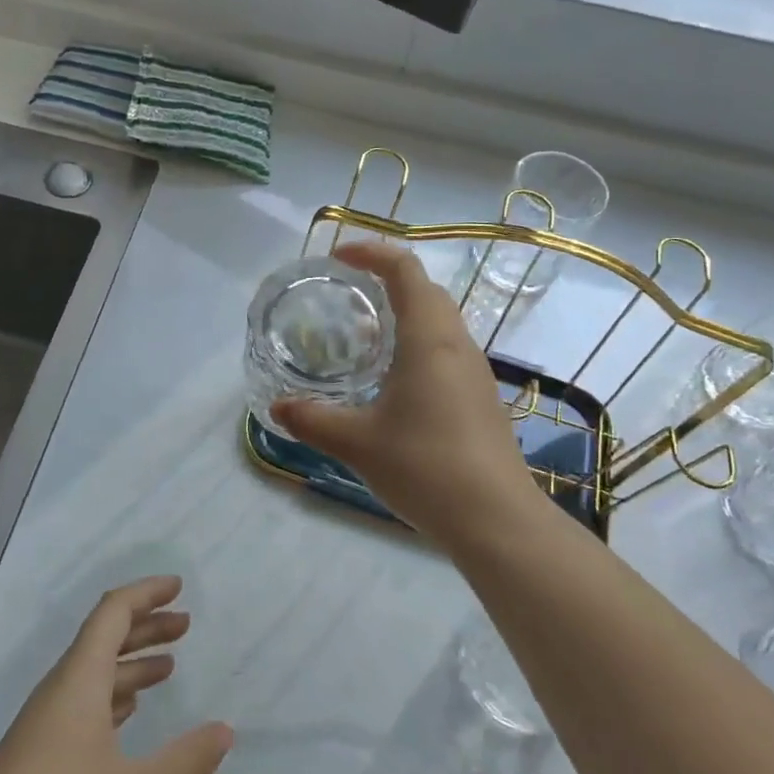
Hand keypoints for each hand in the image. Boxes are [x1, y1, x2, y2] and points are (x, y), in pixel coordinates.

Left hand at [0, 576, 232, 773]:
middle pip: (102, 640)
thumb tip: (225, 731)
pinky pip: (80, 706)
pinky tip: (128, 716)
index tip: (178, 588)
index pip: (111, 614)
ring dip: (130, 665)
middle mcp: (56, 694)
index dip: (145, 594)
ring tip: (167, 668)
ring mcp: (40, 728)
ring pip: (91, 676)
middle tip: (185, 626)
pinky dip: (112, 697)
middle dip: (145, 627)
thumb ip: (185, 762)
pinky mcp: (34, 761)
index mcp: (77, 684)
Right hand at [271, 241, 543, 537]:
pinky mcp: (480, 399)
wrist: (496, 520)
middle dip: (386, 280)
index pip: (405, 271)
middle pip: (426, 291)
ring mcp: (475, 373)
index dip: (372, 253)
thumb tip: (277, 407)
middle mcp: (457, 345)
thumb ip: (313, 419)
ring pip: (439, 322)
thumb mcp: (356, 442)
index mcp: (429, 340)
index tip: (338, 258)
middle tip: (346, 293)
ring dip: (404, 313)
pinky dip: (416, 343)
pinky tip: (393, 379)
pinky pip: (446, 351)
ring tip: (363, 333)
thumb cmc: (425, 467)